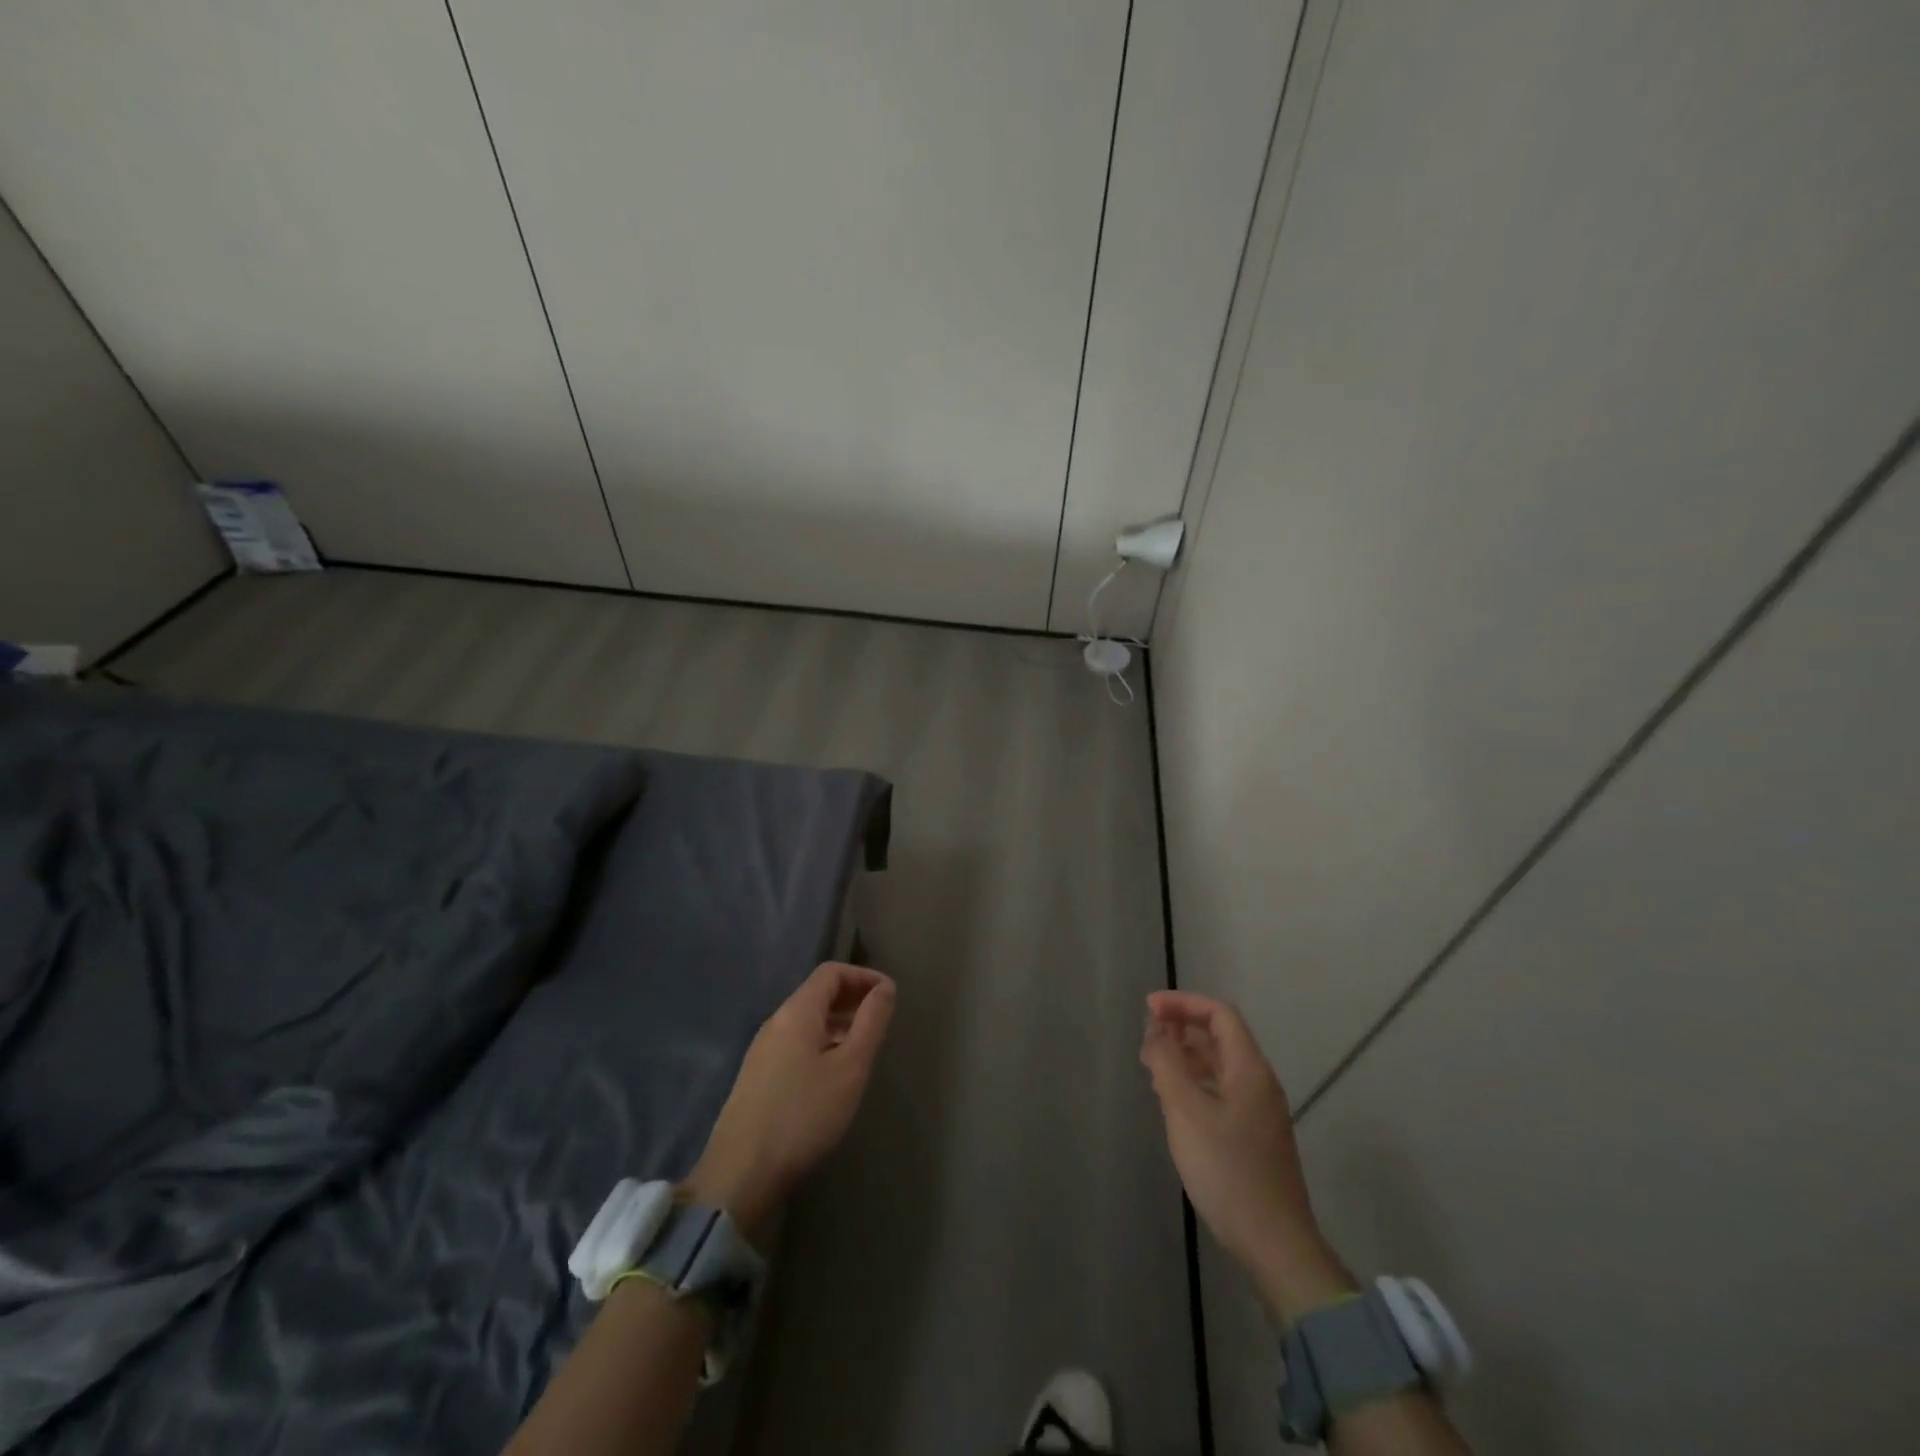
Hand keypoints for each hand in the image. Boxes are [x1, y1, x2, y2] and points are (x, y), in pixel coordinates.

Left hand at [685, 962, 894, 1234]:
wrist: (740, 1174)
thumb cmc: (804, 1115)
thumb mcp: (850, 1068)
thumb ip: (871, 1022)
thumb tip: (885, 987)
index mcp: (796, 1012)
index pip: (831, 972)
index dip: (863, 975)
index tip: (890, 994)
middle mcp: (775, 1022)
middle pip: (817, 993)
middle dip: (852, 997)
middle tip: (881, 1018)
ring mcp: (762, 1051)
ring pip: (807, 1020)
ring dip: (838, 1022)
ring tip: (864, 1047)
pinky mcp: (757, 1077)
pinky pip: (796, 1043)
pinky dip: (822, 1042)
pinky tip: (834, 1074)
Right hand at [1141, 991, 1353, 1320]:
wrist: (1274, 1243)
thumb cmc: (1227, 1170)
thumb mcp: (1186, 1111)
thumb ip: (1167, 1064)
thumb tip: (1156, 1031)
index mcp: (1249, 1069)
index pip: (1219, 1014)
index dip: (1183, 1003)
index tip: (1148, 1008)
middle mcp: (1258, 1082)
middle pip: (1220, 1037)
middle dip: (1181, 1027)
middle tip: (1146, 1038)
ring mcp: (1258, 1111)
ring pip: (1218, 1065)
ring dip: (1185, 1055)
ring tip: (1151, 1064)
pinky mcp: (1252, 1135)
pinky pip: (1219, 1089)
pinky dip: (1193, 1081)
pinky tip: (1171, 1099)